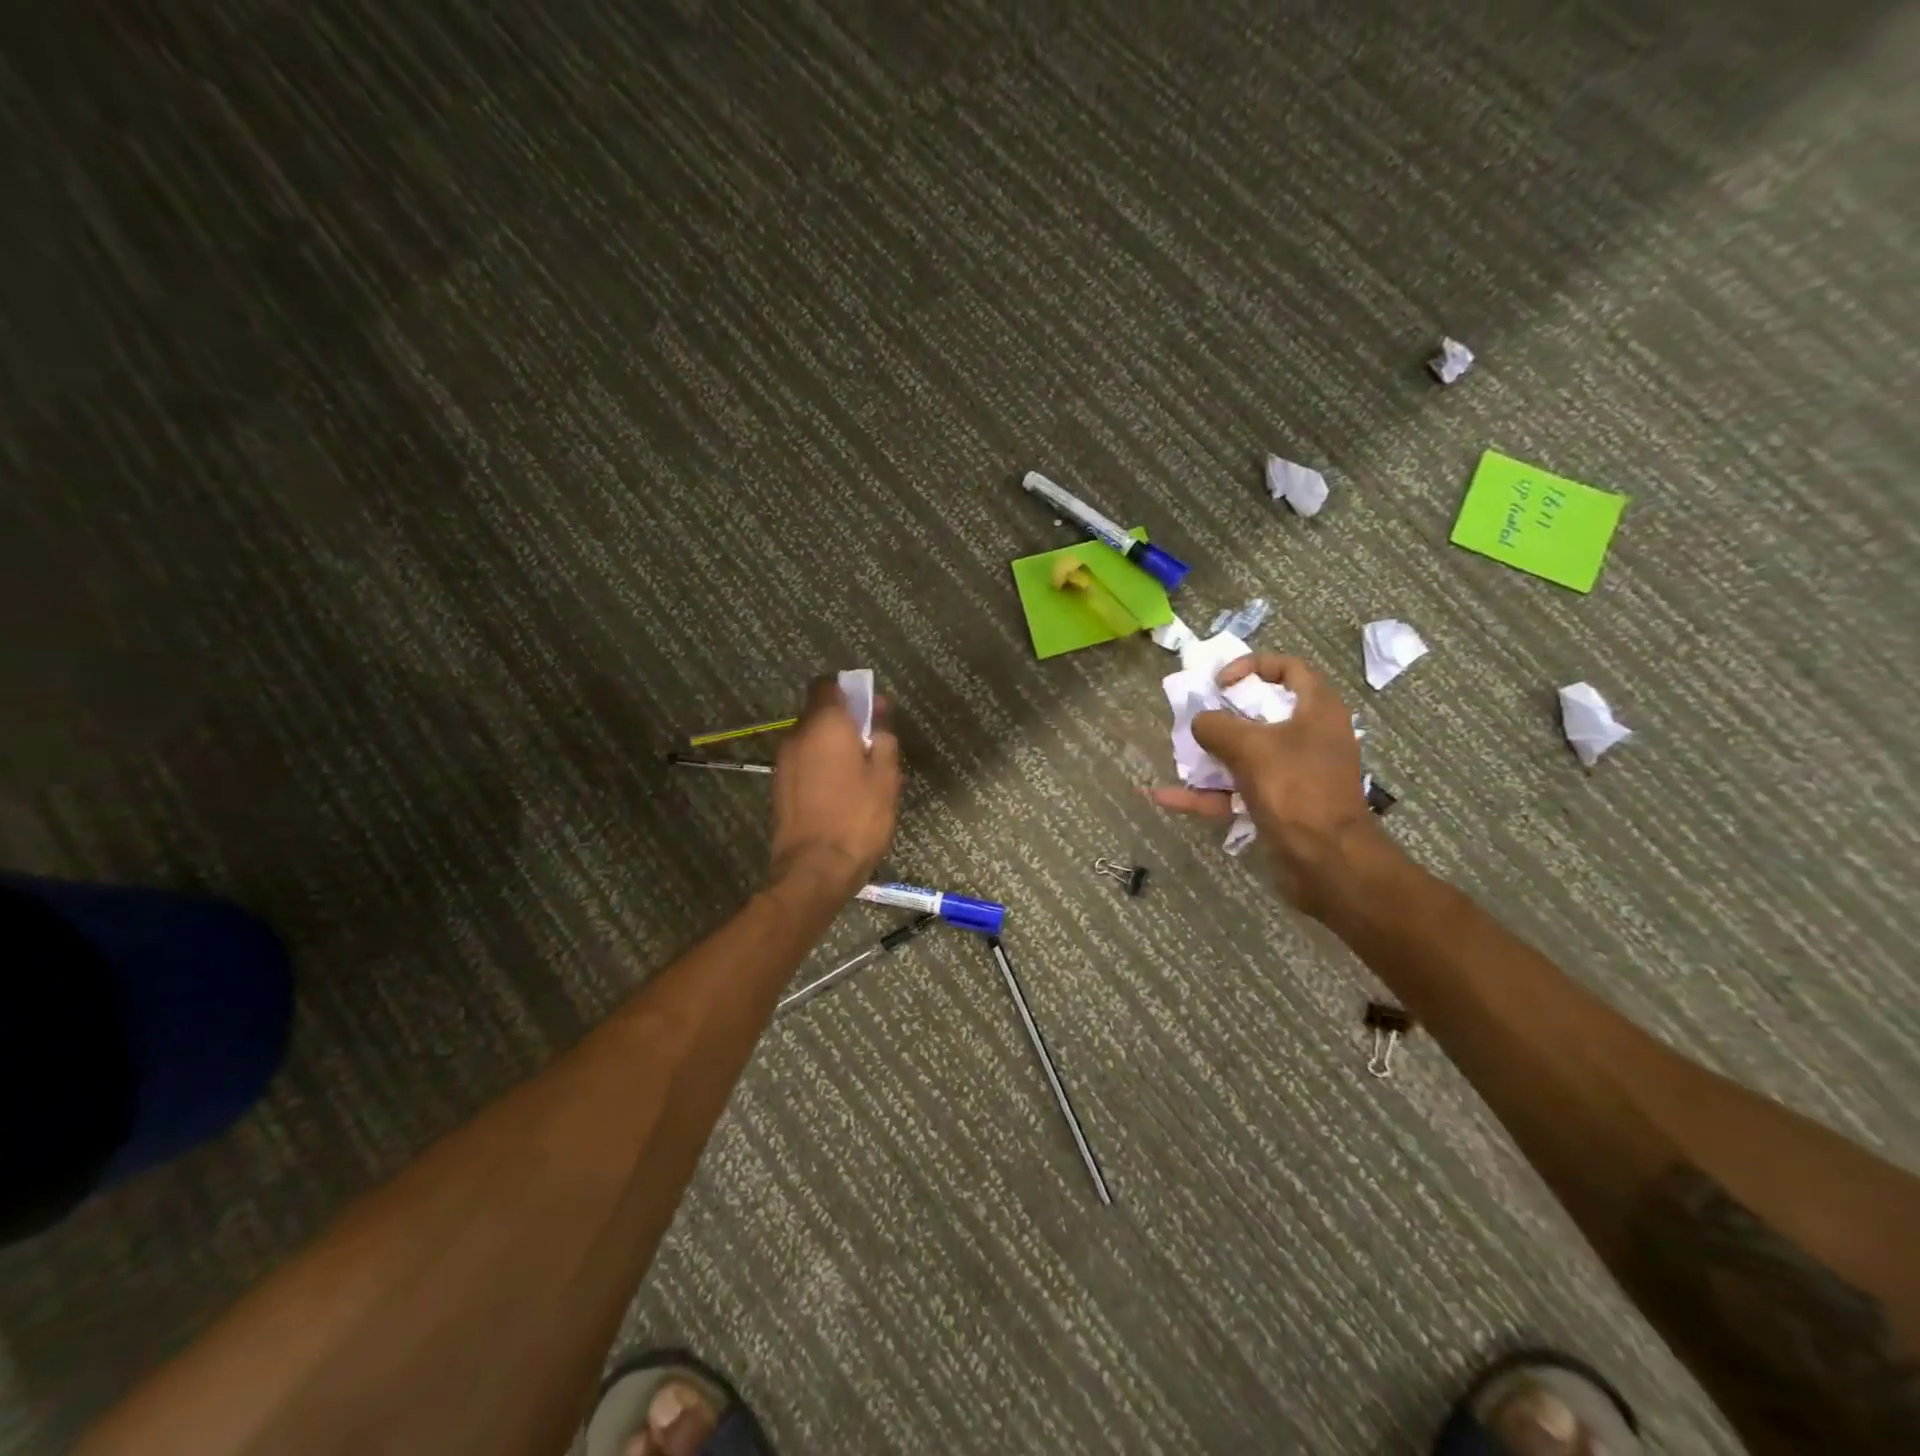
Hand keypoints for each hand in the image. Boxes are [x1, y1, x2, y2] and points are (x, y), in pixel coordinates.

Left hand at [767, 677, 901, 901]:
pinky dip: (821, 765)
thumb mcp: (886, 776)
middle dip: (845, 720)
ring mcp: (784, 762)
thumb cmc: (857, 818)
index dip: (850, 691)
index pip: (828, 685)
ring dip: (833, 745)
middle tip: (874, 743)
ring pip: (811, 739)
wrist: (814, 869)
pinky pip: (804, 761)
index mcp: (824, 724)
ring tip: (860, 771)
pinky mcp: (780, 786)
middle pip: (819, 712)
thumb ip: (883, 737)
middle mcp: (797, 735)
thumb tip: (878, 714)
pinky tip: (842, 790)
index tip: (872, 709)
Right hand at [1151, 653, 1390, 913]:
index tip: (1219, 684)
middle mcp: (1308, 737)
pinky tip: (1163, 796)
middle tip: (1194, 718)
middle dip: (1222, 715)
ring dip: (1209, 756)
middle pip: (1261, 714)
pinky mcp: (1278, 806)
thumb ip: (1217, 726)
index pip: (1288, 668)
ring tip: (1177, 754)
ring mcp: (1293, 774)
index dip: (1251, 667)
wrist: (1327, 861)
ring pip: (1244, 755)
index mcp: (1316, 710)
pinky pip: (1235, 792)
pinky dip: (1204, 794)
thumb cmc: (1295, 789)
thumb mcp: (1250, 747)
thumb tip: (1200, 723)